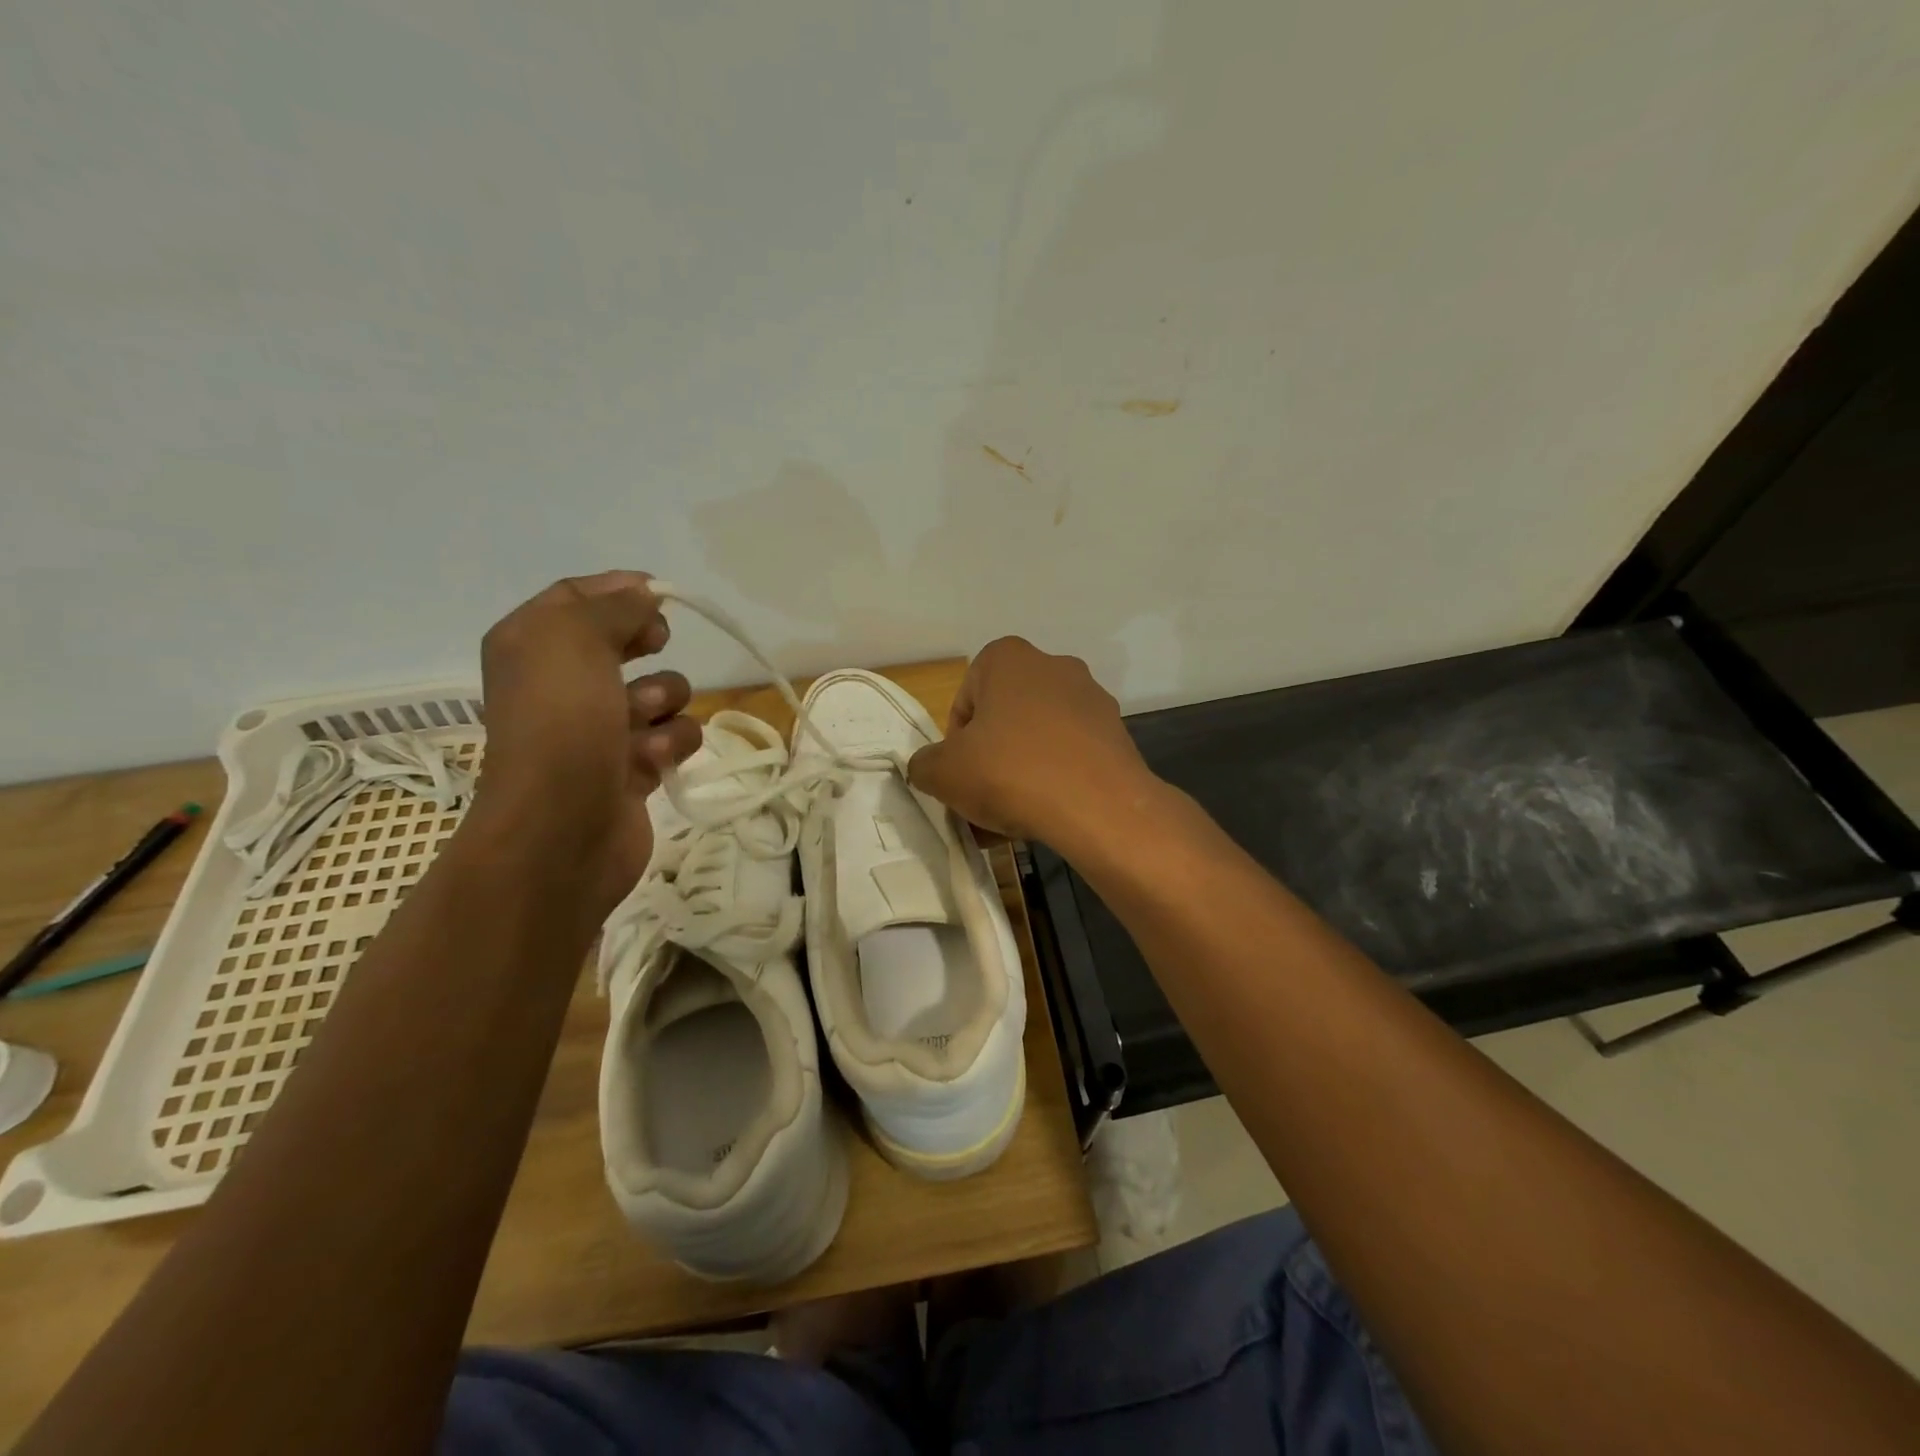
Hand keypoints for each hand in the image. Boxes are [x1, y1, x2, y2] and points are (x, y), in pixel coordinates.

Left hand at [472, 571, 700, 918]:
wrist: (562, 827)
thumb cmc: (562, 722)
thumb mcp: (577, 639)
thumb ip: (615, 605)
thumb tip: (646, 595)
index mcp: (532, 644)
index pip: (578, 596)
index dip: (622, 589)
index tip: (663, 593)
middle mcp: (562, 682)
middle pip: (622, 640)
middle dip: (647, 643)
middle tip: (654, 644)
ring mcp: (599, 727)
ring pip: (660, 691)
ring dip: (663, 701)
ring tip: (641, 725)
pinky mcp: (632, 766)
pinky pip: (673, 736)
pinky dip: (670, 744)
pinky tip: (651, 761)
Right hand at [907, 636, 1156, 843]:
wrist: (1099, 807)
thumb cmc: (1011, 773)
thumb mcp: (944, 773)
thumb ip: (924, 764)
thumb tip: (929, 768)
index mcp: (1008, 658)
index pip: (966, 698)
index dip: (956, 740)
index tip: (961, 772)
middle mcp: (1054, 666)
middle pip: (1005, 716)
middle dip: (991, 754)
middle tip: (984, 794)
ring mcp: (1092, 699)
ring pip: (1040, 737)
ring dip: (1023, 768)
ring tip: (1015, 814)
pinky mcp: (1117, 733)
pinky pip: (1072, 754)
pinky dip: (1057, 778)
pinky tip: (1049, 813)